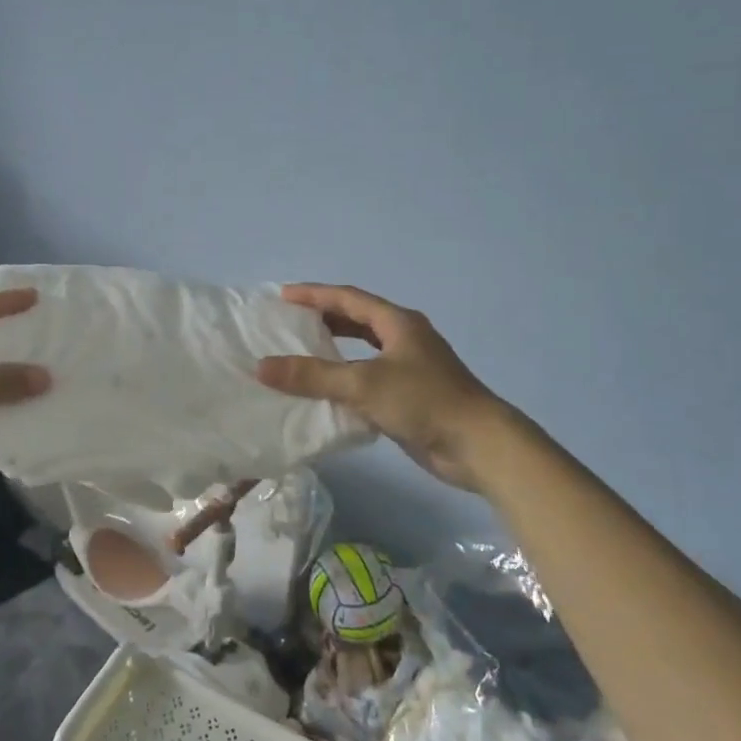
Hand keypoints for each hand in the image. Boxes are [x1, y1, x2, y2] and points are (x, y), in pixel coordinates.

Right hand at [257, 283, 505, 490]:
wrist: (479, 445)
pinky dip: (345, 379)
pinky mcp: (409, 396)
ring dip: (334, 350)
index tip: (282, 296)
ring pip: (363, 351)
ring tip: (301, 353)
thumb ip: (312, 375)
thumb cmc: (424, 401)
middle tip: (289, 323)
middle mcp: (404, 339)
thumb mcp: (363, 384)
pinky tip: (325, 392)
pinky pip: (368, 379)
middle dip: (324, 319)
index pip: (348, 298)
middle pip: (357, 320)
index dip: (315, 294)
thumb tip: (262, 367)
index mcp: (398, 323)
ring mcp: (409, 368)